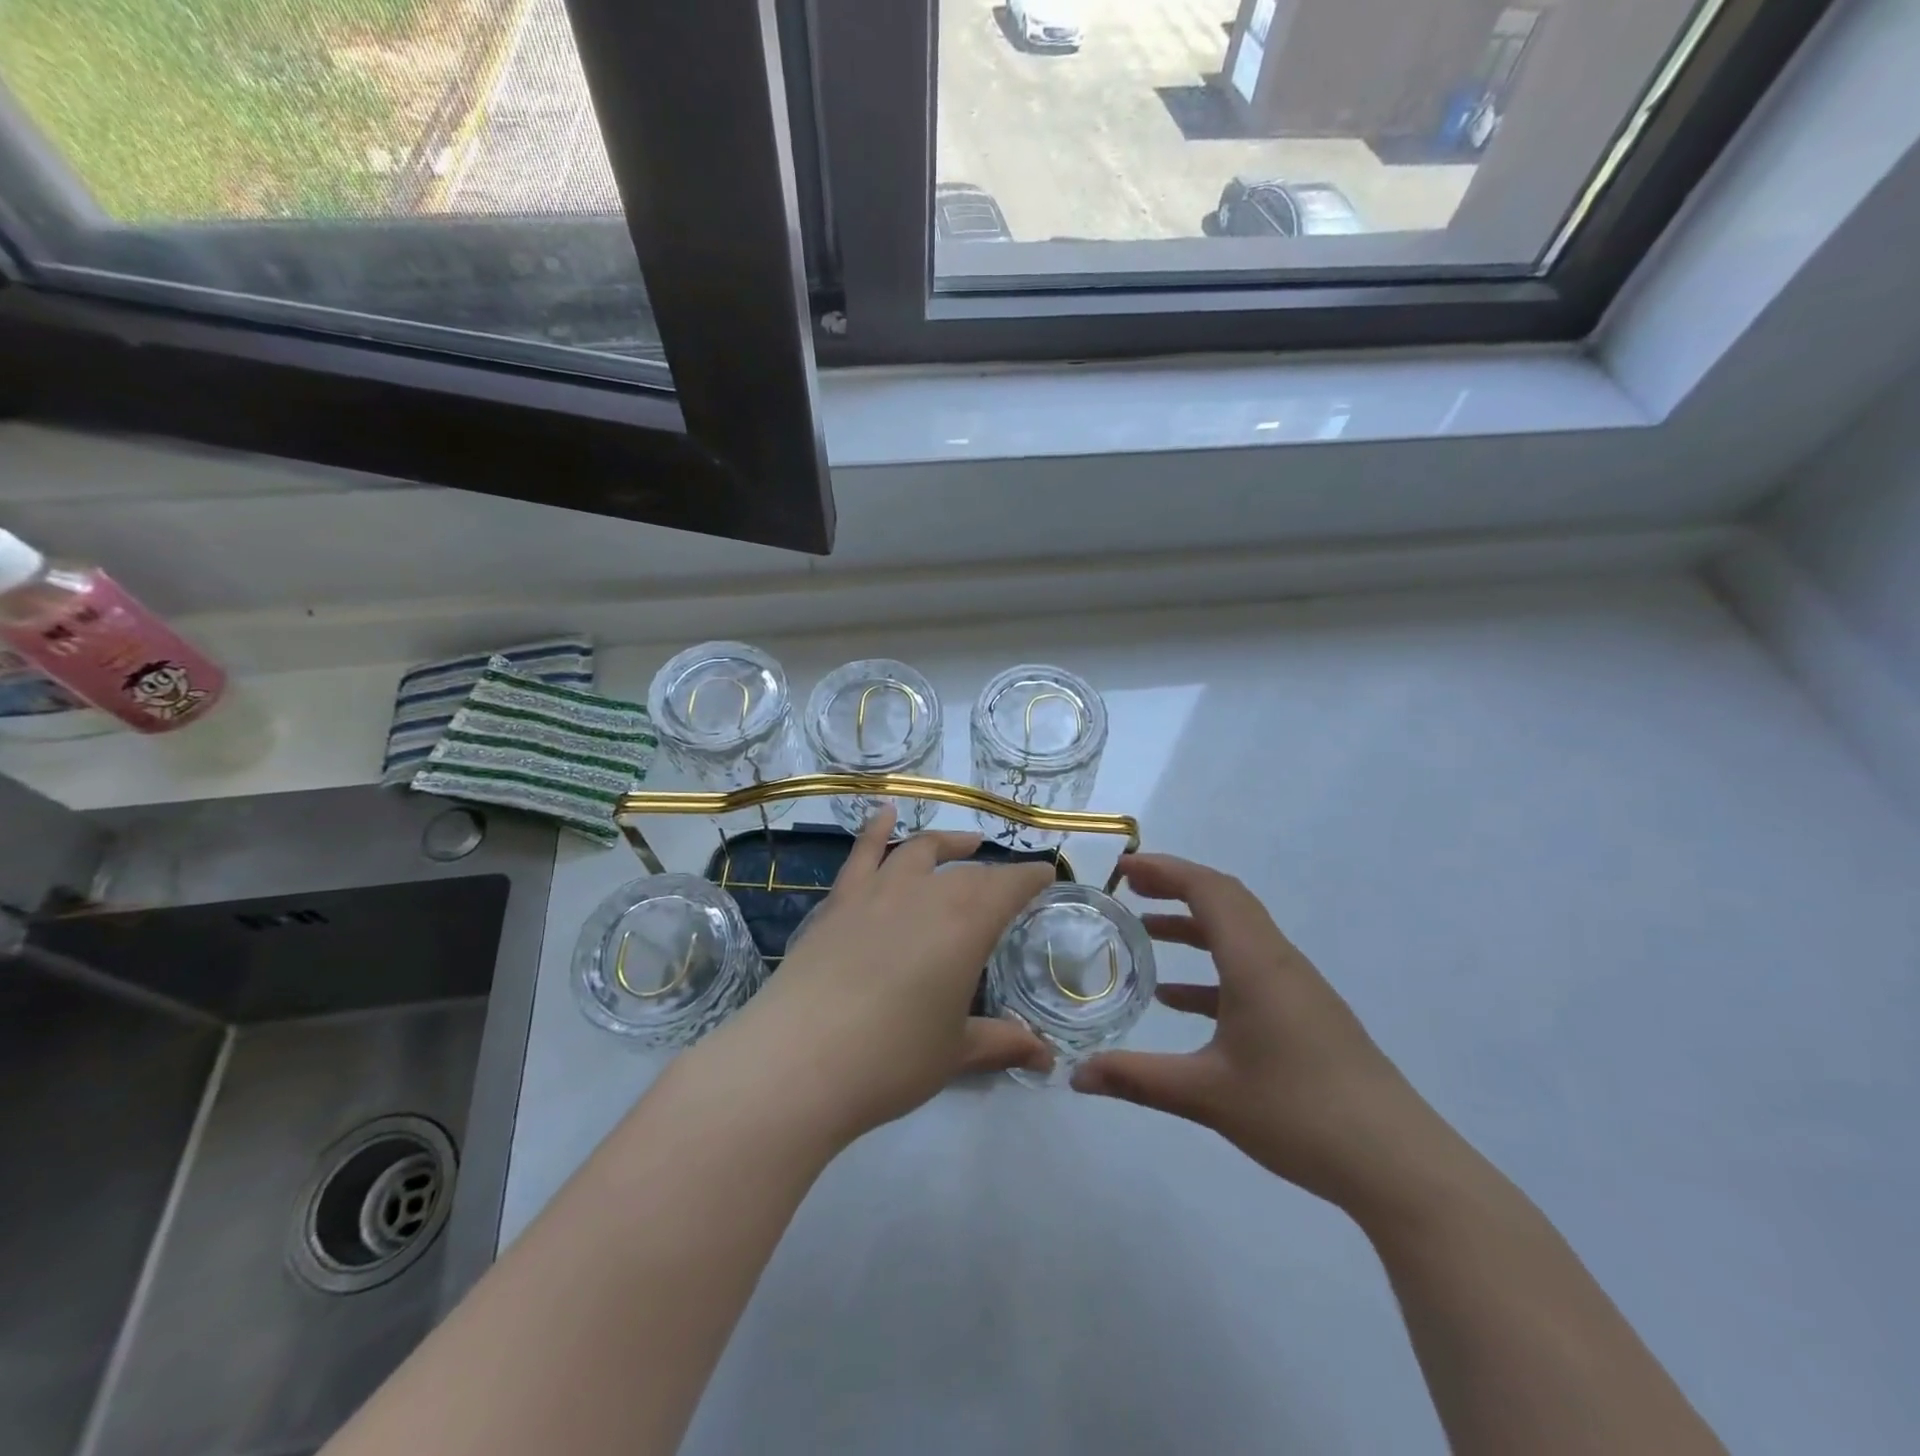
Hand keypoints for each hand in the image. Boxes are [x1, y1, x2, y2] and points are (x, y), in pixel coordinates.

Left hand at [724, 806, 1056, 1142]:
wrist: (799, 1059)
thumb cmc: (892, 1058)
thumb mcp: (956, 1053)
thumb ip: (1003, 1042)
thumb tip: (1047, 1058)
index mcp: (966, 923)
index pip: (1010, 886)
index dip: (1031, 877)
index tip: (1046, 875)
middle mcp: (926, 893)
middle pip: (968, 872)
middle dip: (993, 874)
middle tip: (1007, 884)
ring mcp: (877, 891)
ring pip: (920, 852)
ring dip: (947, 844)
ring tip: (966, 842)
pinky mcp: (838, 901)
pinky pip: (863, 854)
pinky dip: (877, 829)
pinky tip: (884, 813)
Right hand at [1072, 853, 1448, 1213]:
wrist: (1398, 1164)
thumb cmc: (1299, 1112)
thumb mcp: (1207, 1095)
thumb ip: (1137, 1080)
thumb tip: (1075, 1075)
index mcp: (1256, 962)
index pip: (1210, 889)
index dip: (1165, 870)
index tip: (1123, 869)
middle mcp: (1279, 962)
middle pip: (1226, 901)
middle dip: (1176, 887)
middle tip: (1129, 889)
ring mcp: (1297, 989)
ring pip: (1239, 936)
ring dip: (1193, 927)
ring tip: (1145, 933)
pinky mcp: (1307, 1016)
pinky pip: (1251, 971)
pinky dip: (1211, 970)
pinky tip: (1179, 1000)